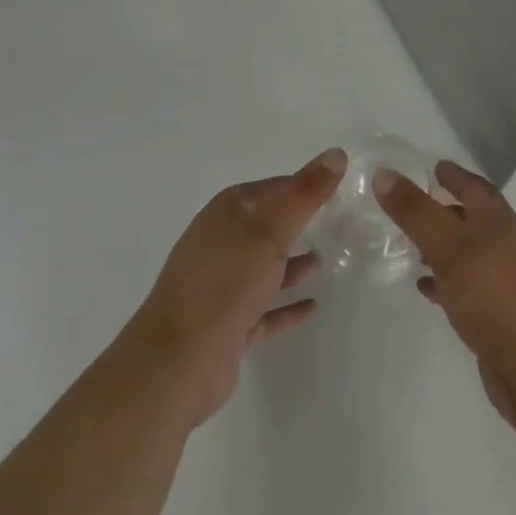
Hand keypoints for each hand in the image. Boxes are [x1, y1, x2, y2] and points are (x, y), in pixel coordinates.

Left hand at [122, 148, 346, 427]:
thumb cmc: (227, 282)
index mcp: (227, 213)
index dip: (302, 187)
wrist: (178, 361)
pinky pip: (264, 310)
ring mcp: (221, 287)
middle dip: (297, 224)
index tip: (335, 189)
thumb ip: (305, 193)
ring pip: (264, 268)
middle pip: (266, 227)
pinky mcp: (227, 327)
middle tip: (335, 224)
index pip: (272, 189)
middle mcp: (221, 243)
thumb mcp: (272, 229)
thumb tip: (337, 153)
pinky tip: (312, 307)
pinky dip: (286, 306)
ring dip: (292, 264)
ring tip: (323, 262)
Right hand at [375, 160, 515, 435]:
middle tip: (410, 207)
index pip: (473, 186)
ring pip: (466, 253)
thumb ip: (415, 211)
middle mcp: (503, 244)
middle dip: (443, 210)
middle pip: (470, 217)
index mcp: (497, 220)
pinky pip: (465, 286)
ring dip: (441, 246)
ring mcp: (503, 280)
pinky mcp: (497, 314)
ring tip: (410, 246)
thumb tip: (383, 173)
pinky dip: (444, 281)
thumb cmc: (493, 295)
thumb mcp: (448, 247)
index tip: (430, 167)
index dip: (452, 175)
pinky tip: (424, 287)